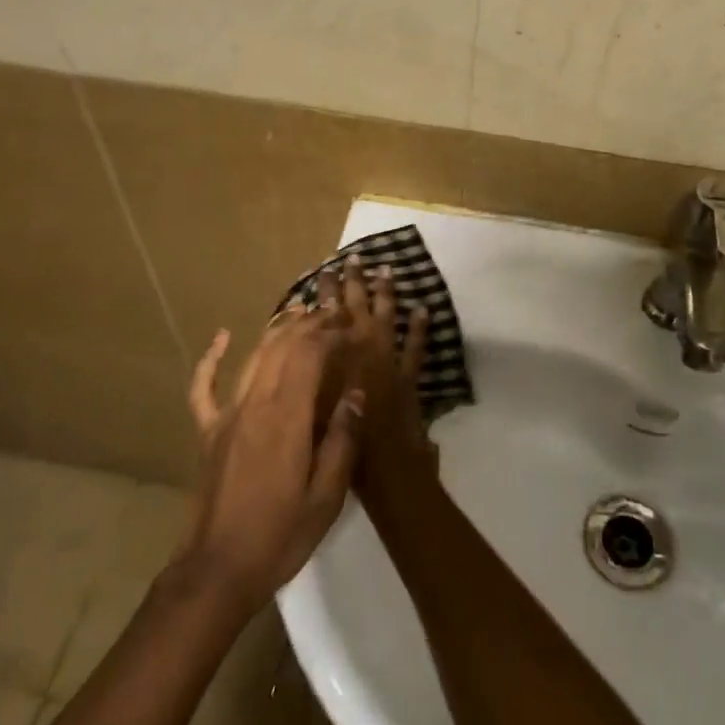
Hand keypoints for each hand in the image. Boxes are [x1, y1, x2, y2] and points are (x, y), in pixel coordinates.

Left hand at [176, 309, 359, 611]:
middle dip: (309, 323)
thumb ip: (342, 440)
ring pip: (252, 357)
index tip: (352, 326)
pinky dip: (212, 358)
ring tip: (300, 311)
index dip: (331, 333)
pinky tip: (222, 337)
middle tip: (333, 312)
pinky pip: (204, 387)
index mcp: (286, 418)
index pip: (309, 355)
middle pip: (281, 347)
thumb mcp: (327, 496)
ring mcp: (226, 415)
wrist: (218, 570)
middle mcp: (254, 404)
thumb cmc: (280, 536)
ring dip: (277, 330)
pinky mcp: (208, 431)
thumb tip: (357, 395)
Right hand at [331, 258, 434, 505]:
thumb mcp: (311, 407)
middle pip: (356, 307)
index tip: (324, 271)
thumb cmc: (340, 441)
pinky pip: (415, 345)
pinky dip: (420, 327)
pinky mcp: (409, 375)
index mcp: (334, 356)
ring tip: (386, 268)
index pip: (327, 316)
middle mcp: (360, 350)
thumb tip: (301, 353)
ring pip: (387, 317)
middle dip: (353, 281)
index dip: (326, 293)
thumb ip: (307, 378)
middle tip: (353, 257)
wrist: (384, 467)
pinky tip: (423, 307)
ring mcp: (388, 360)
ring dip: (386, 292)